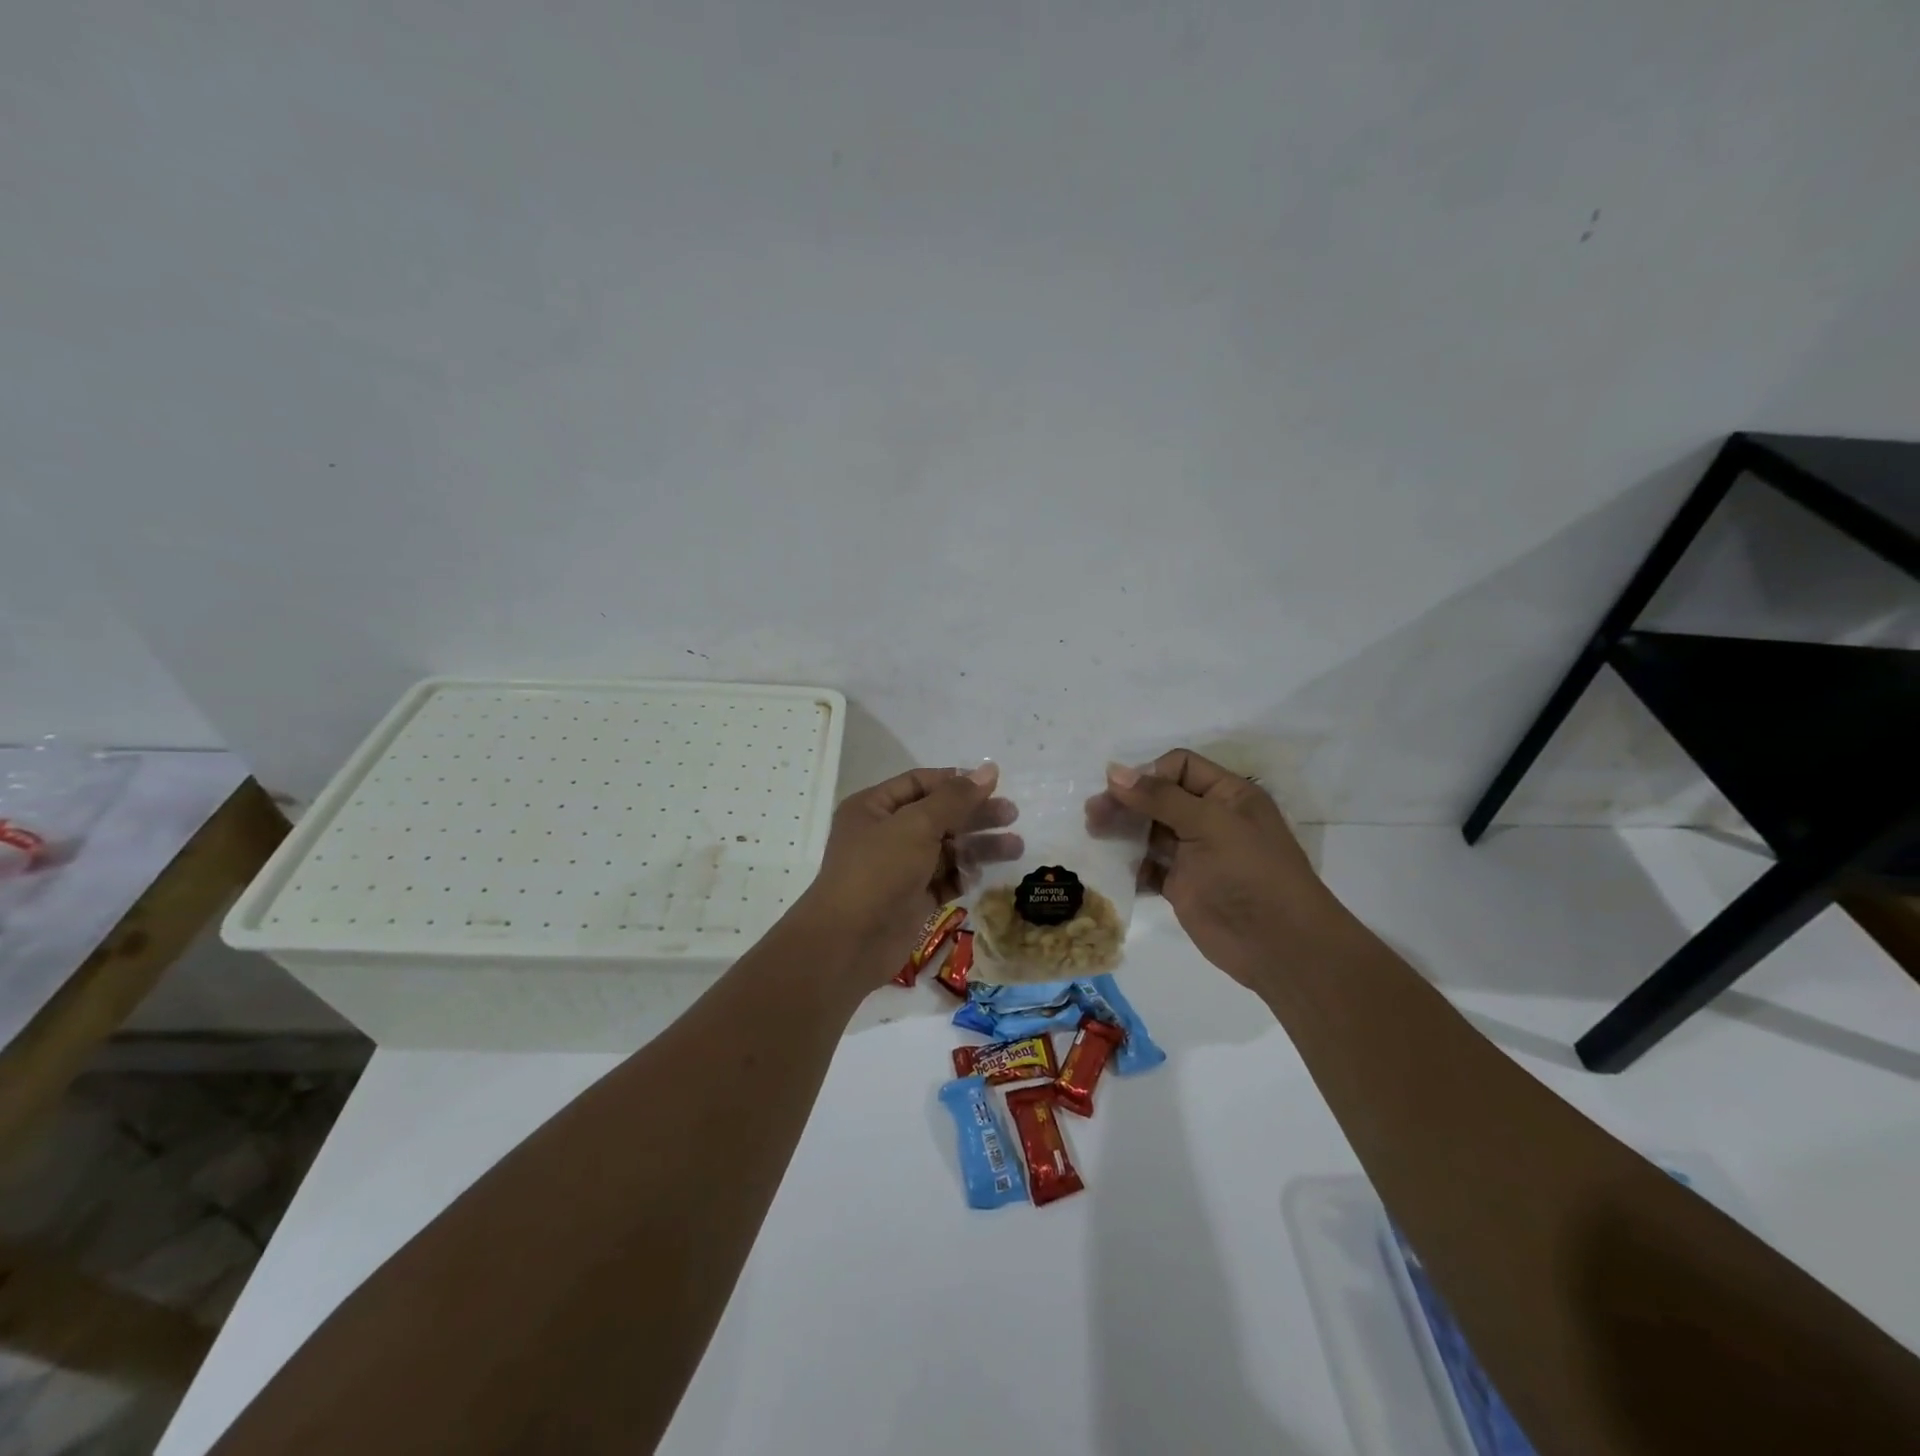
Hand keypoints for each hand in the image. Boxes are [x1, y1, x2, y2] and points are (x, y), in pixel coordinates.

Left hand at [797, 764, 1012, 986]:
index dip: (956, 781)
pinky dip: (963, 875)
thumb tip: (989, 769)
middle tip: (1011, 815)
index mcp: (874, 807)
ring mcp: (898, 868)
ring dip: (978, 847)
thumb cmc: (879, 871)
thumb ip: (956, 798)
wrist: (849, 943)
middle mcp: (885, 834)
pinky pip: (943, 880)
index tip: (994, 784)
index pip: (920, 783)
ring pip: (945, 849)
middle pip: (938, 815)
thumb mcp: (917, 825)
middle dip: (974, 815)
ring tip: (1016, 847)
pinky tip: (984, 875)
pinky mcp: (911, 899)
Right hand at [1102, 749, 1344, 987]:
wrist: (1279, 945)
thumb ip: (1160, 798)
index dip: (1149, 774)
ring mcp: (1194, 854)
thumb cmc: (1250, 873)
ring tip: (1094, 834)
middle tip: (1093, 814)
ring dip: (1122, 830)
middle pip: (1158, 797)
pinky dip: (1128, 863)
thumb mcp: (1209, 824)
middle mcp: (1210, 819)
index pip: (1180, 767)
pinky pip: (1148, 865)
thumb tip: (1114, 771)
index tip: (1121, 792)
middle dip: (1126, 802)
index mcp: (1227, 795)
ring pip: (1149, 830)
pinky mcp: (1181, 885)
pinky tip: (1109, 865)